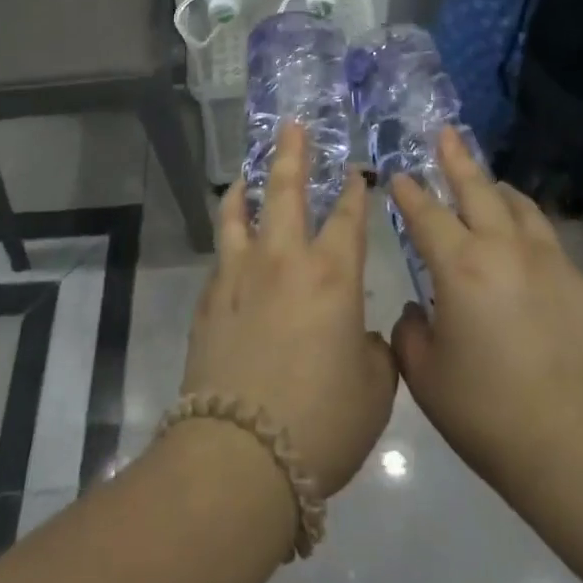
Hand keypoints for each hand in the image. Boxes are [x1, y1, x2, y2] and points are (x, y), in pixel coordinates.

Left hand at [179, 123, 397, 497]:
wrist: (239, 456)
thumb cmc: (322, 421)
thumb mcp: (374, 389)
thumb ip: (373, 350)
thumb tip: (357, 335)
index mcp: (333, 274)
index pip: (348, 216)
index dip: (354, 190)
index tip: (355, 172)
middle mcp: (284, 260)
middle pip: (286, 191)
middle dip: (292, 154)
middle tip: (292, 126)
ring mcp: (240, 275)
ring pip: (239, 213)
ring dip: (246, 188)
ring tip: (246, 175)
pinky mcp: (208, 300)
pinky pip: (221, 254)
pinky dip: (228, 237)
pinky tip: (230, 242)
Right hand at [389, 129, 582, 502]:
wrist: (576, 448)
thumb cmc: (488, 414)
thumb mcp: (426, 377)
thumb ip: (411, 333)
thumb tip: (422, 311)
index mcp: (461, 267)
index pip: (427, 214)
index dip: (409, 193)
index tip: (399, 175)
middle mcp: (504, 249)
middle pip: (477, 189)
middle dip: (456, 159)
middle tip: (446, 133)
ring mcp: (550, 262)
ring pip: (520, 206)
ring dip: (498, 189)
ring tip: (489, 182)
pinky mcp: (581, 284)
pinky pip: (548, 242)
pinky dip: (528, 231)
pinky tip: (526, 249)